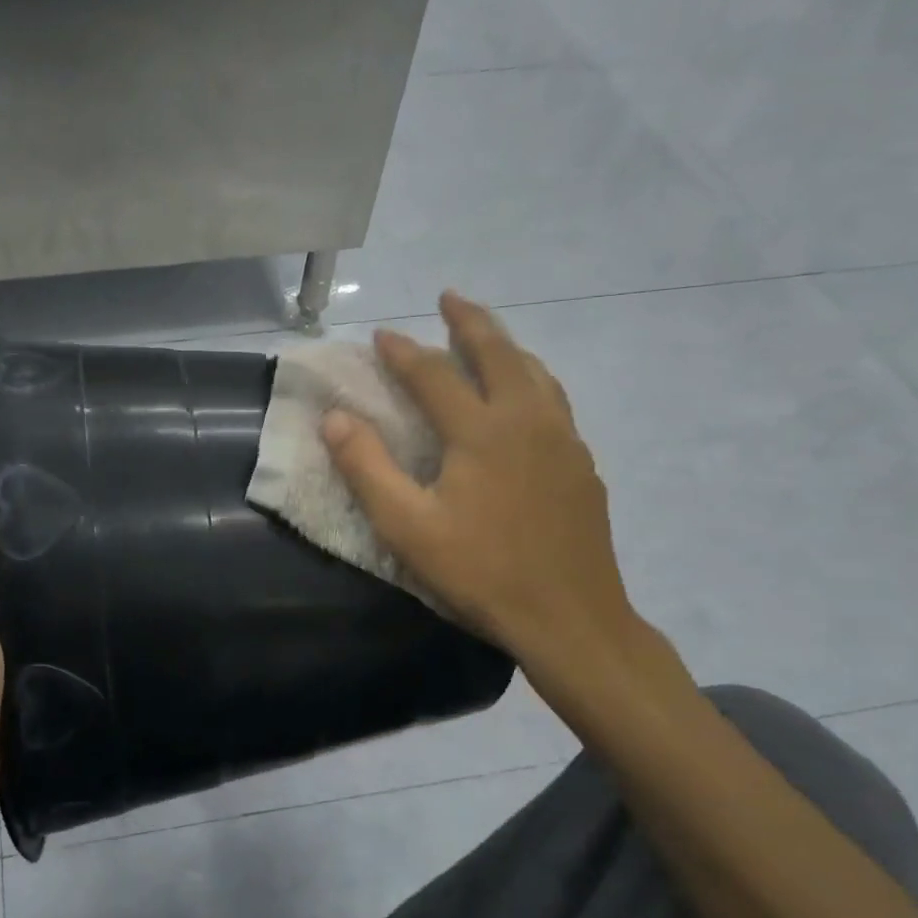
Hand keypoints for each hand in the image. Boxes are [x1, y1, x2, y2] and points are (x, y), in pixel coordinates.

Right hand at [321, 291, 636, 664]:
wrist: (571, 619)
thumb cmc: (481, 572)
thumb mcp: (407, 526)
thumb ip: (367, 467)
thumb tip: (335, 418)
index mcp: (482, 431)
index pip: (434, 375)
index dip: (403, 353)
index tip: (381, 335)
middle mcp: (528, 421)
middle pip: (499, 353)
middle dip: (470, 321)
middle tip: (449, 298)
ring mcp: (564, 441)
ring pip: (535, 373)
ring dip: (506, 346)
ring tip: (486, 337)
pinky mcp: (582, 466)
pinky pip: (554, 401)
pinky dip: (531, 380)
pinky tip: (524, 398)